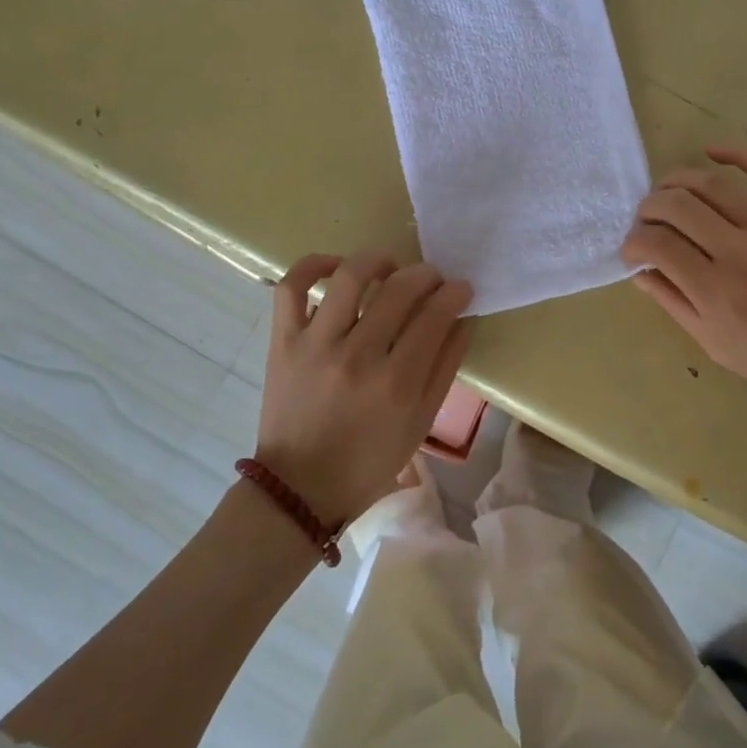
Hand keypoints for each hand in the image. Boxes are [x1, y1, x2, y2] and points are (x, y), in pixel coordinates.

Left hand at [256, 251, 474, 524]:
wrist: (300, 487)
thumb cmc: (369, 459)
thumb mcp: (420, 422)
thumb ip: (445, 367)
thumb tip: (462, 319)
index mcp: (396, 383)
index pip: (434, 316)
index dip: (454, 294)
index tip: (460, 288)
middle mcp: (357, 356)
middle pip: (399, 290)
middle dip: (426, 274)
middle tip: (432, 278)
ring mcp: (316, 344)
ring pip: (350, 277)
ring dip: (377, 260)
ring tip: (388, 266)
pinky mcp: (283, 341)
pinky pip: (292, 288)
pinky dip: (313, 266)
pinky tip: (336, 266)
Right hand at [620, 144, 746, 423]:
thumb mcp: (715, 345)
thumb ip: (673, 303)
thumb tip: (640, 271)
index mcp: (715, 291)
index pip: (656, 245)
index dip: (633, 243)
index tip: (632, 252)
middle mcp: (737, 251)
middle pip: (675, 206)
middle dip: (647, 209)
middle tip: (645, 223)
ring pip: (709, 184)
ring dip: (675, 181)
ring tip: (666, 193)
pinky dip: (737, 152)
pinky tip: (711, 152)